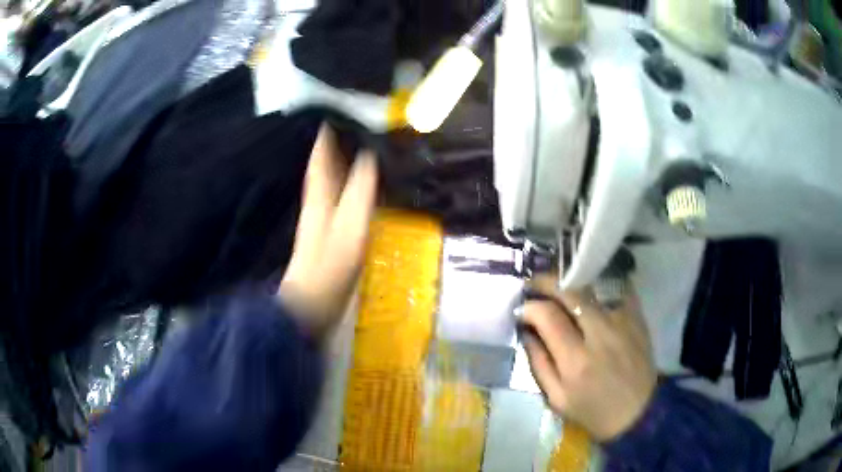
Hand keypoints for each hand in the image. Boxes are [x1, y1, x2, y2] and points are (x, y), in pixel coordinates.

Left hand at [278, 125, 377, 338]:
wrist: (314, 300)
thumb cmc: (331, 262)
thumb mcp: (352, 221)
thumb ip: (362, 186)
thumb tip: (371, 151)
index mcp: (319, 189)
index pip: (322, 149)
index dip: (330, 126)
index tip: (343, 104)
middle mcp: (319, 195)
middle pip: (329, 158)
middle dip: (343, 137)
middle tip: (365, 118)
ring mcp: (325, 212)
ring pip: (337, 175)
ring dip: (349, 157)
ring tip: (371, 139)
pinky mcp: (333, 227)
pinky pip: (345, 193)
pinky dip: (354, 180)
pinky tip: (368, 178)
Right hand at [521, 276, 656, 440]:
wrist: (637, 412)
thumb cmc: (593, 410)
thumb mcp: (556, 398)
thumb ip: (539, 363)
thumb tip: (527, 331)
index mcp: (576, 361)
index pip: (548, 316)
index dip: (530, 307)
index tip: (522, 309)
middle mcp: (600, 335)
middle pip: (571, 292)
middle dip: (547, 281)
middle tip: (534, 283)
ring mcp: (622, 322)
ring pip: (594, 285)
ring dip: (572, 279)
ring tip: (559, 282)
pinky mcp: (637, 318)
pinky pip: (618, 288)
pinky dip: (600, 281)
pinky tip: (589, 284)